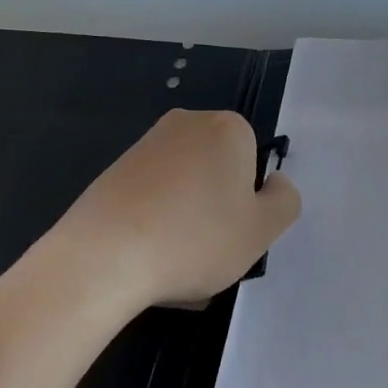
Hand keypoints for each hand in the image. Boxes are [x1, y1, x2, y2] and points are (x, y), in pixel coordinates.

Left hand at [49, 110, 300, 308]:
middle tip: (207, 251)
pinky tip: (146, 258)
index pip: (253, 163)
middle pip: (217, 171)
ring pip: (185, 189)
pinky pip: (151, 198)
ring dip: (186, 221)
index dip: (248, 201)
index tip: (233, 232)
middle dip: (216, 208)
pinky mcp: (114, 170)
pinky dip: (155, 223)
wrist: (103, 256)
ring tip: (174, 264)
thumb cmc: (194, 238)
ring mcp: (146, 144)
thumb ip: (284, 201)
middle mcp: (187, 123)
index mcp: (228, 127)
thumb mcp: (262, 230)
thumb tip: (274, 183)